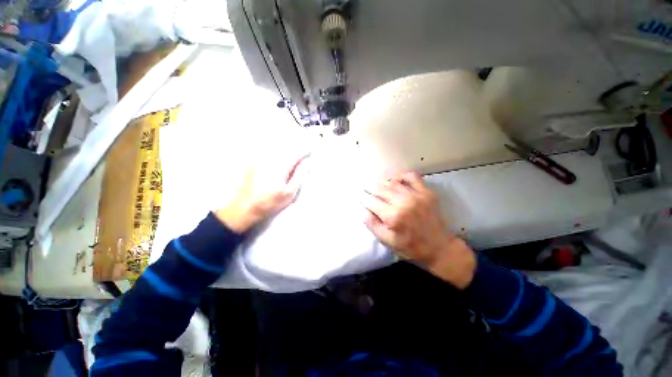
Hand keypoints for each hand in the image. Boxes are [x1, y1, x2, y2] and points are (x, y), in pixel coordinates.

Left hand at [215, 154, 308, 232]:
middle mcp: (270, 160)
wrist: (244, 207)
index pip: (295, 154)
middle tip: (302, 154)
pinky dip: (277, 152)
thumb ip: (299, 176)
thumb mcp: (289, 193)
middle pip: (286, 149)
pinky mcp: (254, 163)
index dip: (304, 151)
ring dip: (286, 150)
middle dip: (295, 149)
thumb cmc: (269, 203)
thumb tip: (307, 163)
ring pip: (277, 149)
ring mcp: (260, 160)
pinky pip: (268, 152)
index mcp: (280, 167)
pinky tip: (278, 159)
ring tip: (292, 156)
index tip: (309, 151)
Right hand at [361, 172, 475, 288]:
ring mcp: (416, 195)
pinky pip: (412, 176)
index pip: (371, 201)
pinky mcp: (426, 192)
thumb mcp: (387, 241)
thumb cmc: (410, 246)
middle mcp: (403, 202)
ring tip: (374, 183)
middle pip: (379, 189)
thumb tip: (362, 208)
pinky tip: (395, 179)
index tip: (357, 195)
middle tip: (362, 186)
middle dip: (368, 187)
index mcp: (392, 216)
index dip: (362, 197)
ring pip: (392, 182)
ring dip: (380, 181)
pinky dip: (401, 175)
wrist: (439, 247)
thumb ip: (372, 224)